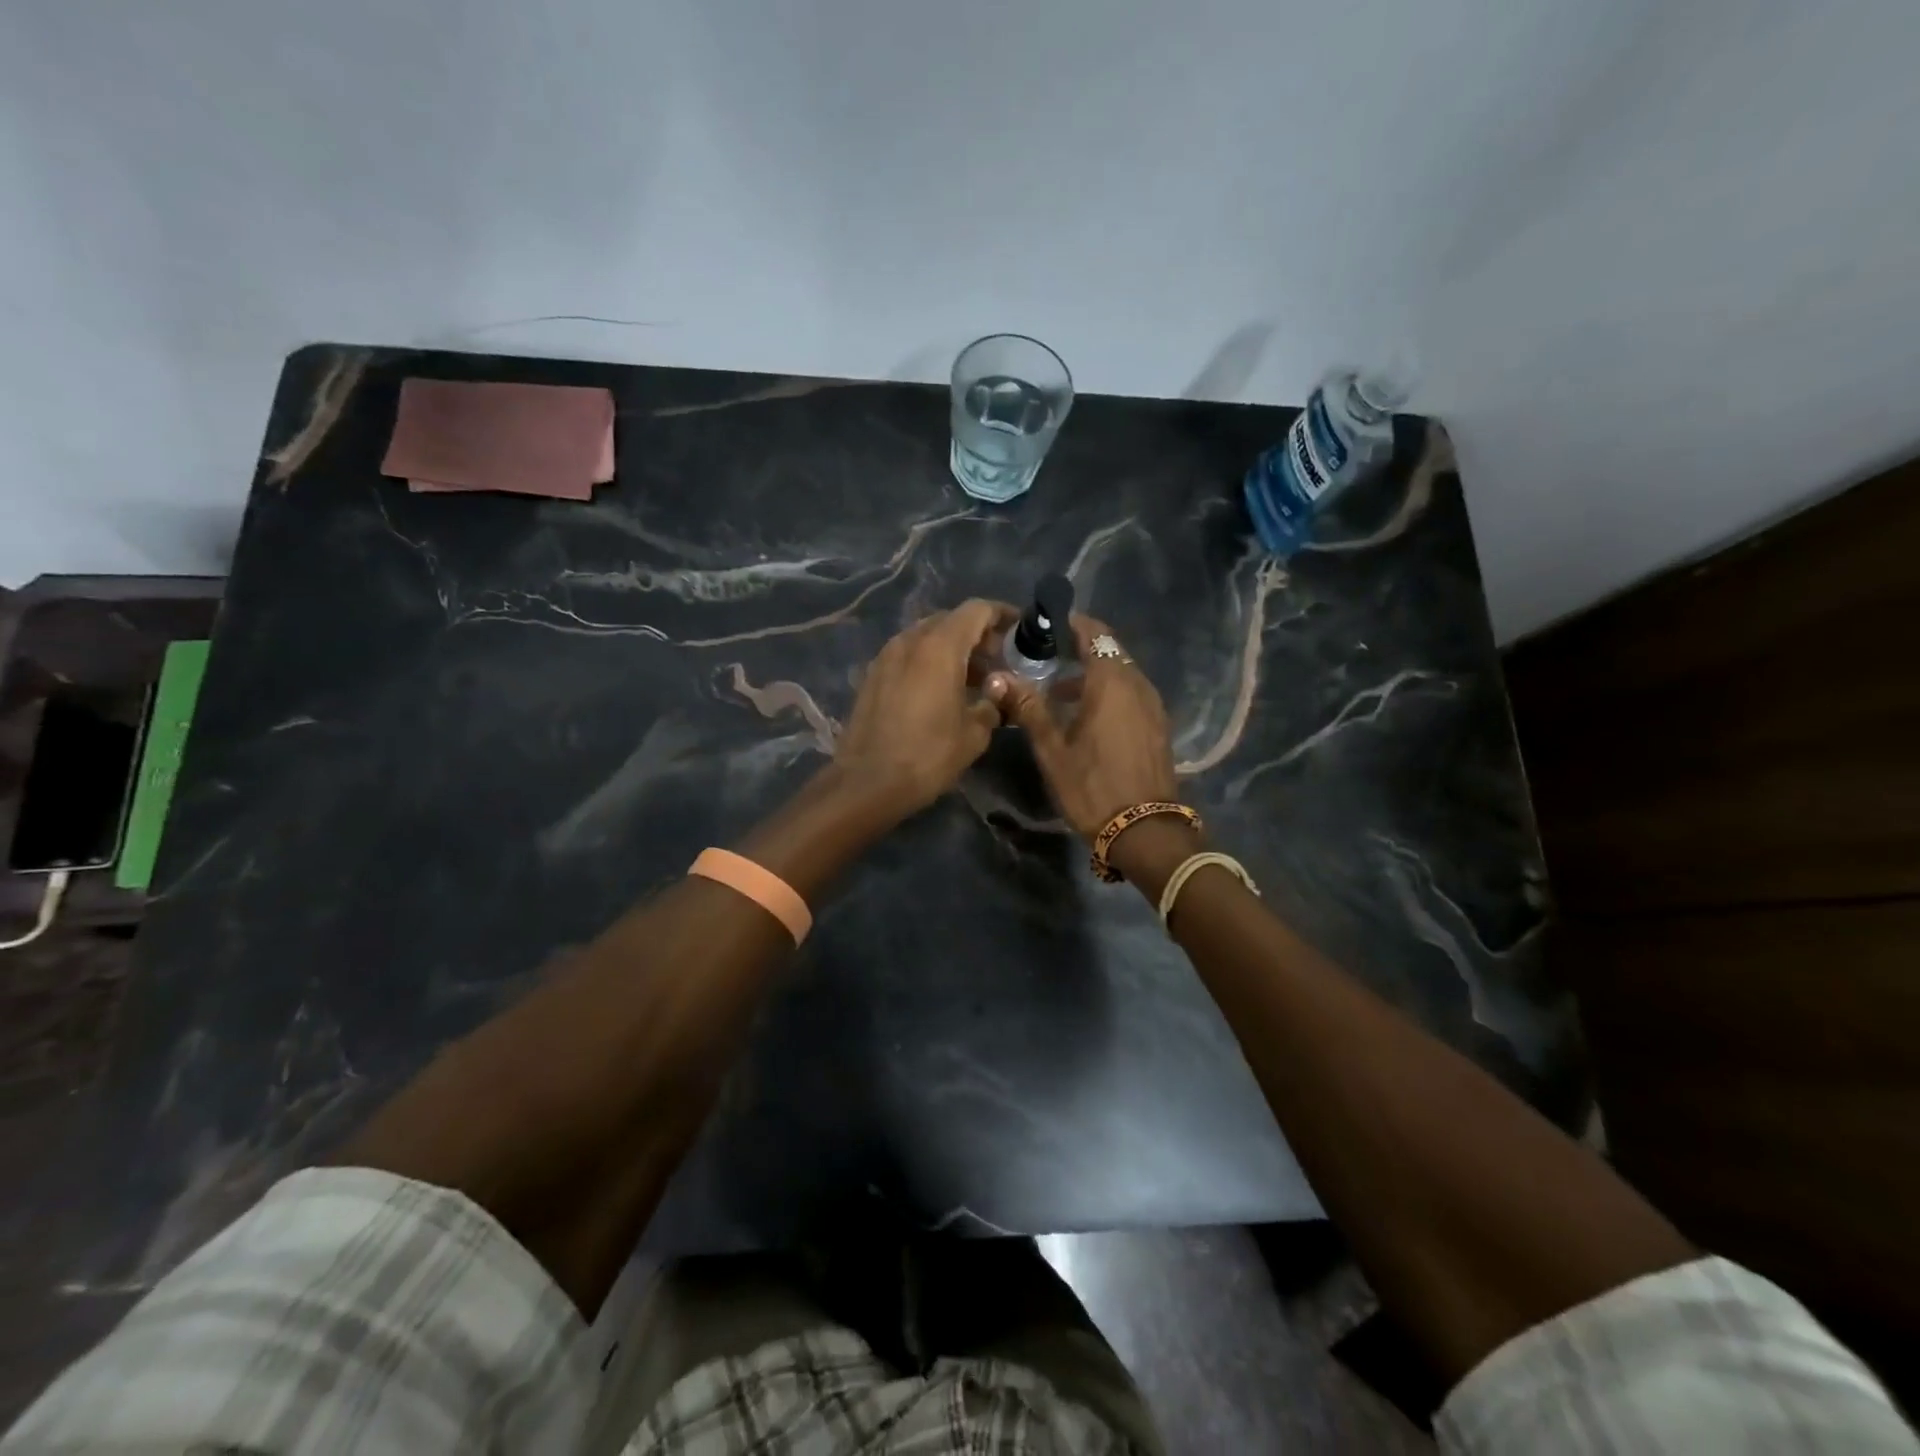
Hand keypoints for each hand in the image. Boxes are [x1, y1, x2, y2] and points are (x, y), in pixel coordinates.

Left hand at [832, 599, 1014, 820]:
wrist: (867, 782)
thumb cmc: (927, 755)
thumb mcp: (974, 734)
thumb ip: (992, 703)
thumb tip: (998, 691)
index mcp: (939, 647)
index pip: (976, 610)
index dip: (1001, 615)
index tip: (1019, 630)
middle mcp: (910, 641)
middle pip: (950, 621)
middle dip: (978, 634)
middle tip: (999, 661)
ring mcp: (886, 656)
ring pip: (926, 637)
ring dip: (953, 649)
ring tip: (974, 679)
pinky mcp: (872, 675)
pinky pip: (908, 655)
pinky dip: (929, 662)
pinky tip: (941, 691)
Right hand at [987, 613, 1181, 841]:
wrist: (1145, 830)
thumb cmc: (1093, 786)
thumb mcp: (1053, 749)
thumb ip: (1029, 707)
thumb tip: (999, 677)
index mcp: (1111, 682)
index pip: (1094, 632)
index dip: (1069, 623)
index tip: (1043, 625)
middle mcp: (1137, 684)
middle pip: (1108, 650)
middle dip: (1078, 647)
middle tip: (1043, 656)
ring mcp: (1152, 705)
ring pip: (1120, 673)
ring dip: (1091, 672)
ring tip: (1057, 688)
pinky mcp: (1157, 725)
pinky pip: (1130, 693)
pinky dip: (1107, 691)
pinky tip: (1084, 713)